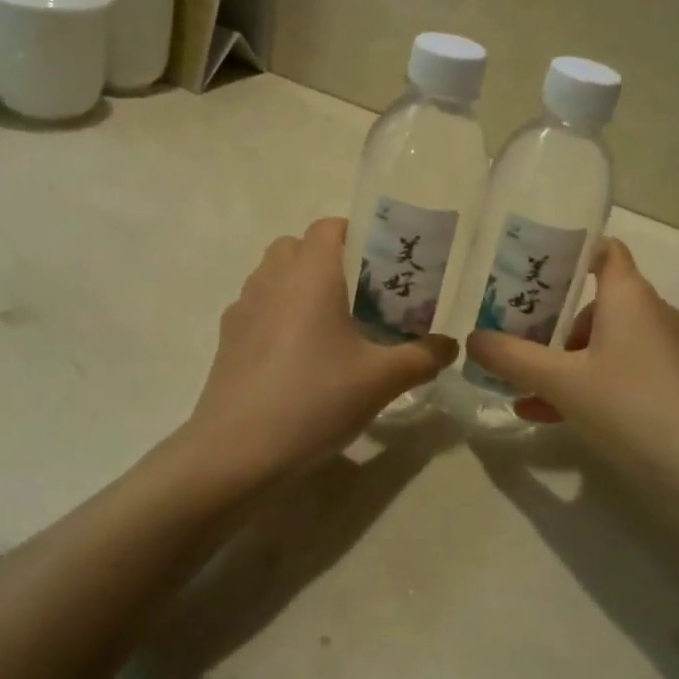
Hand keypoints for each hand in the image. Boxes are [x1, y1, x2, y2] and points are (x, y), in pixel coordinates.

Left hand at [184, 219, 456, 483]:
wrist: (237, 452)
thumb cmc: (315, 400)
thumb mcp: (381, 381)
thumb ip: (422, 357)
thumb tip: (450, 345)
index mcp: (310, 274)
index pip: (329, 226)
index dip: (356, 235)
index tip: (380, 266)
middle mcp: (272, 278)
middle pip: (298, 246)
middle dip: (327, 260)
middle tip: (359, 295)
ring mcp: (243, 307)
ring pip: (273, 274)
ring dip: (299, 284)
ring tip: (329, 325)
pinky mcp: (227, 337)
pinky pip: (257, 306)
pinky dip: (277, 313)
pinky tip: (295, 356)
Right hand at [464, 239, 678, 501]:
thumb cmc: (632, 407)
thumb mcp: (562, 382)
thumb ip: (512, 358)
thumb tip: (471, 339)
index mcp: (628, 295)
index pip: (602, 250)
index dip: (567, 251)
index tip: (527, 268)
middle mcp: (650, 313)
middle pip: (593, 300)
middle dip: (549, 319)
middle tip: (508, 336)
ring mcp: (665, 352)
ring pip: (603, 342)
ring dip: (561, 360)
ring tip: (520, 386)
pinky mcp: (672, 386)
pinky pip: (619, 371)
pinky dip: (585, 384)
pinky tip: (547, 415)